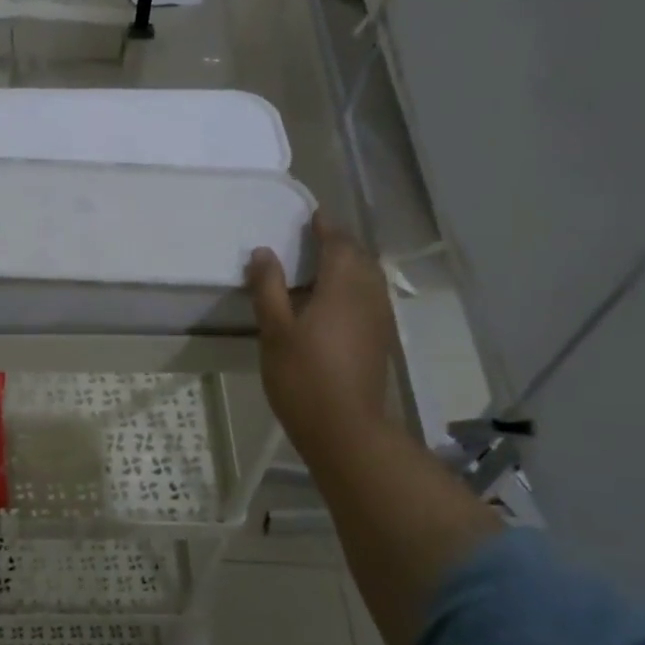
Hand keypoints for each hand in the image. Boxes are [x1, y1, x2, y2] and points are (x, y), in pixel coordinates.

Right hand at [246, 212, 397, 459]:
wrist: (346, 428)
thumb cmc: (303, 377)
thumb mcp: (275, 330)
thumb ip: (268, 288)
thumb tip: (264, 252)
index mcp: (342, 287)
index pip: (338, 244)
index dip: (325, 227)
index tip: (312, 215)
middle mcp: (368, 296)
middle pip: (359, 257)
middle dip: (339, 243)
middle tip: (313, 238)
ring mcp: (379, 319)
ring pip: (369, 278)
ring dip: (349, 265)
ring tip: (322, 266)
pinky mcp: (380, 339)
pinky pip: (370, 297)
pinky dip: (354, 287)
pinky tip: (334, 302)